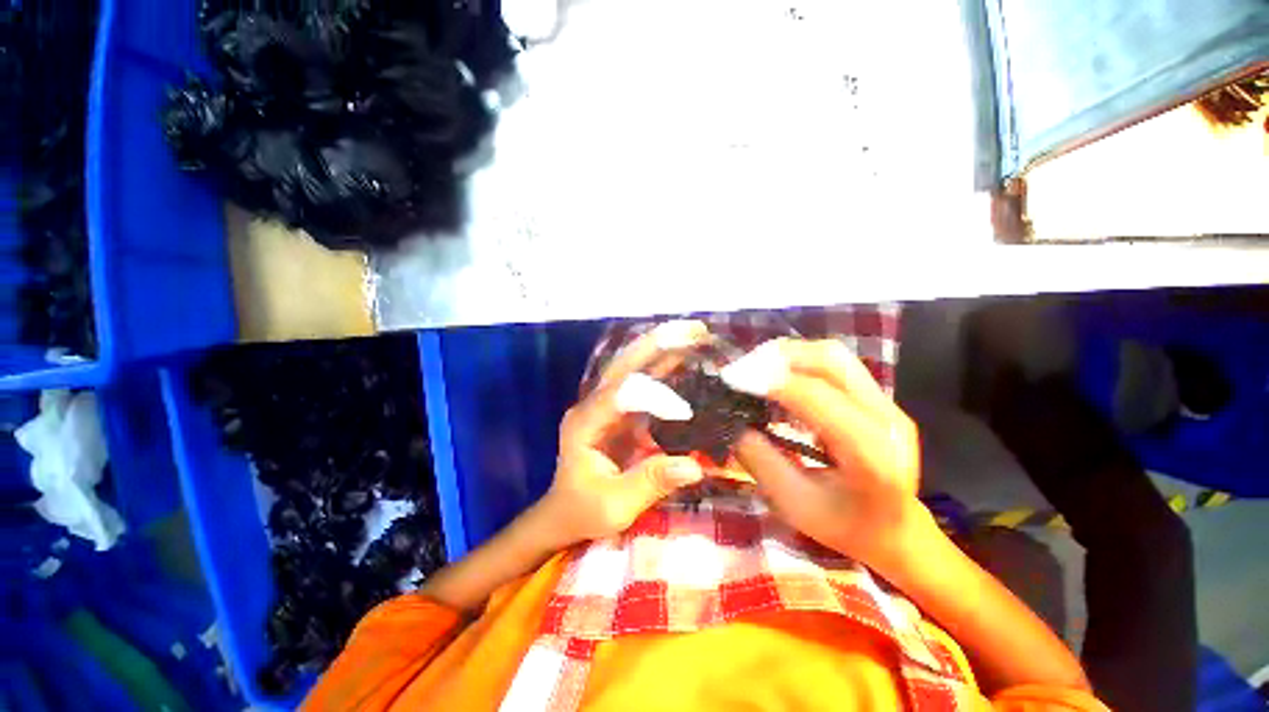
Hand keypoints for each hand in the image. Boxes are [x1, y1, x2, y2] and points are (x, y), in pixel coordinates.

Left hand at [538, 322, 709, 544]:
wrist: (565, 510)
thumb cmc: (583, 510)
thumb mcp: (614, 506)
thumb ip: (651, 483)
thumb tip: (694, 466)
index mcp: (584, 423)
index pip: (619, 396)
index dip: (653, 396)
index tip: (686, 410)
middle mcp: (593, 404)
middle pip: (624, 364)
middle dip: (657, 344)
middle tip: (694, 330)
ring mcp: (606, 404)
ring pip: (634, 366)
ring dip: (663, 348)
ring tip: (695, 334)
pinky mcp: (619, 409)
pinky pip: (643, 381)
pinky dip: (665, 367)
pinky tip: (687, 359)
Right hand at [723, 339, 922, 567]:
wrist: (898, 532)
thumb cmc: (845, 526)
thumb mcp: (794, 504)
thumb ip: (761, 460)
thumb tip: (733, 421)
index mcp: (871, 454)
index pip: (816, 397)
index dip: (770, 380)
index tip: (732, 378)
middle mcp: (887, 419)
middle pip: (831, 361)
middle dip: (779, 356)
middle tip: (741, 370)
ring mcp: (887, 404)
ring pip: (834, 356)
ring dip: (789, 354)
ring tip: (755, 368)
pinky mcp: (879, 398)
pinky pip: (836, 365)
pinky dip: (800, 362)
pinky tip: (778, 376)